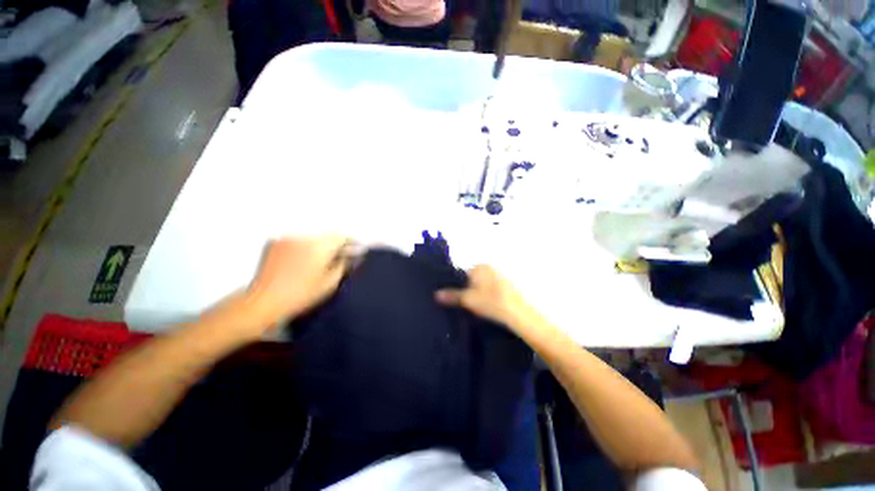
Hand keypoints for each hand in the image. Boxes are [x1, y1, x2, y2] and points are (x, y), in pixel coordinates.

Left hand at [248, 236, 351, 324]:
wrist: (263, 302)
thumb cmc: (301, 295)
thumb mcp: (330, 282)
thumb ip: (345, 265)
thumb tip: (355, 254)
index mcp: (320, 246)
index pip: (342, 236)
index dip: (352, 242)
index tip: (357, 249)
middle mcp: (305, 236)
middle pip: (328, 234)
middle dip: (337, 242)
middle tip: (342, 254)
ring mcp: (288, 237)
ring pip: (314, 235)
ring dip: (322, 243)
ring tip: (324, 257)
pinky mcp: (276, 241)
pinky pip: (299, 238)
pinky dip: (306, 244)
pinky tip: (305, 257)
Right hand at [435, 265, 532, 329]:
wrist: (518, 312)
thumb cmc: (490, 302)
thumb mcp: (468, 300)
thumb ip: (452, 296)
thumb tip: (436, 294)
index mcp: (479, 267)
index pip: (463, 274)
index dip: (460, 286)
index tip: (461, 298)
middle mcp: (490, 267)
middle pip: (474, 278)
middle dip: (470, 289)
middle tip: (470, 304)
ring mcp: (501, 275)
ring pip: (484, 284)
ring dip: (480, 292)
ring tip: (481, 307)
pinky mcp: (509, 285)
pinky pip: (494, 288)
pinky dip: (490, 295)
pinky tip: (491, 305)